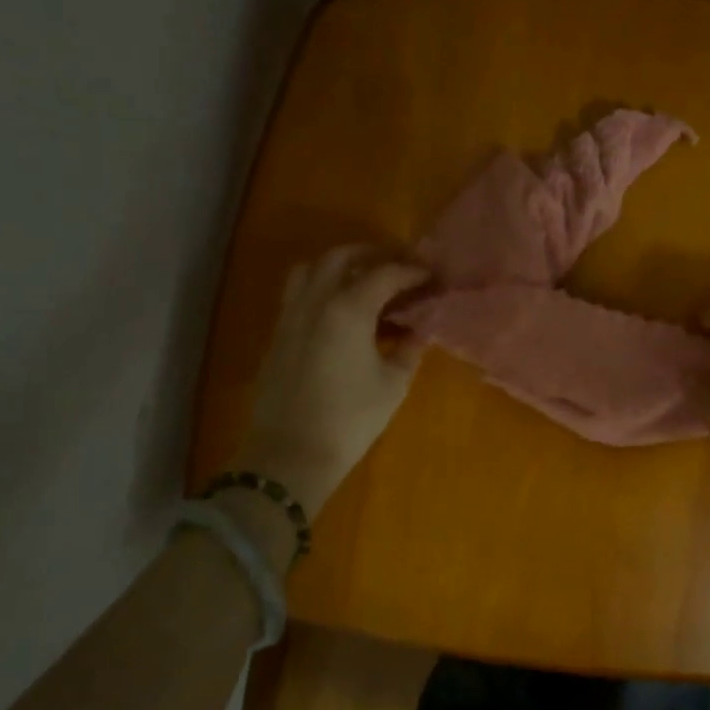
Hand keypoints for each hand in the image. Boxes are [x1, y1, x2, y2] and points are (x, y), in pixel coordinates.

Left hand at [233, 246, 430, 517]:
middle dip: (372, 255)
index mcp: (348, 309)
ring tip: (363, 281)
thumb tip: (418, 331)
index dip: (412, 271)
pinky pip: (299, 294)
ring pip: (311, 270)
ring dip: (339, 266)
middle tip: (398, 266)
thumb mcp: (392, 385)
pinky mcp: (278, 335)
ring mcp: (291, 316)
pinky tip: (339, 311)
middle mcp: (315, 301)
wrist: (290, 455)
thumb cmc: (350, 419)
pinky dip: (321, 288)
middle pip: (341, 257)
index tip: (432, 275)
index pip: (385, 274)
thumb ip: (408, 350)